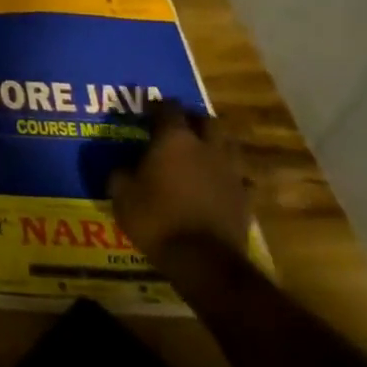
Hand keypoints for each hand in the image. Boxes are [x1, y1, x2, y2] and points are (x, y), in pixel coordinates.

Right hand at [109, 100, 251, 275]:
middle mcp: (206, 147)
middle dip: (193, 120)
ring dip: (215, 144)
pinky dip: (229, 176)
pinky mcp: (245, 197)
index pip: (168, 108)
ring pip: (228, 144)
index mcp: (174, 139)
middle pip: (206, 120)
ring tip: (201, 153)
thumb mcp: (122, 196)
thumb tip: (122, 169)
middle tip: (179, 128)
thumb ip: (121, 175)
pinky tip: (219, 184)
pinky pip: (239, 177)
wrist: (204, 261)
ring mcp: (230, 171)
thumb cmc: (157, 220)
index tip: (147, 110)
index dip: (157, 106)